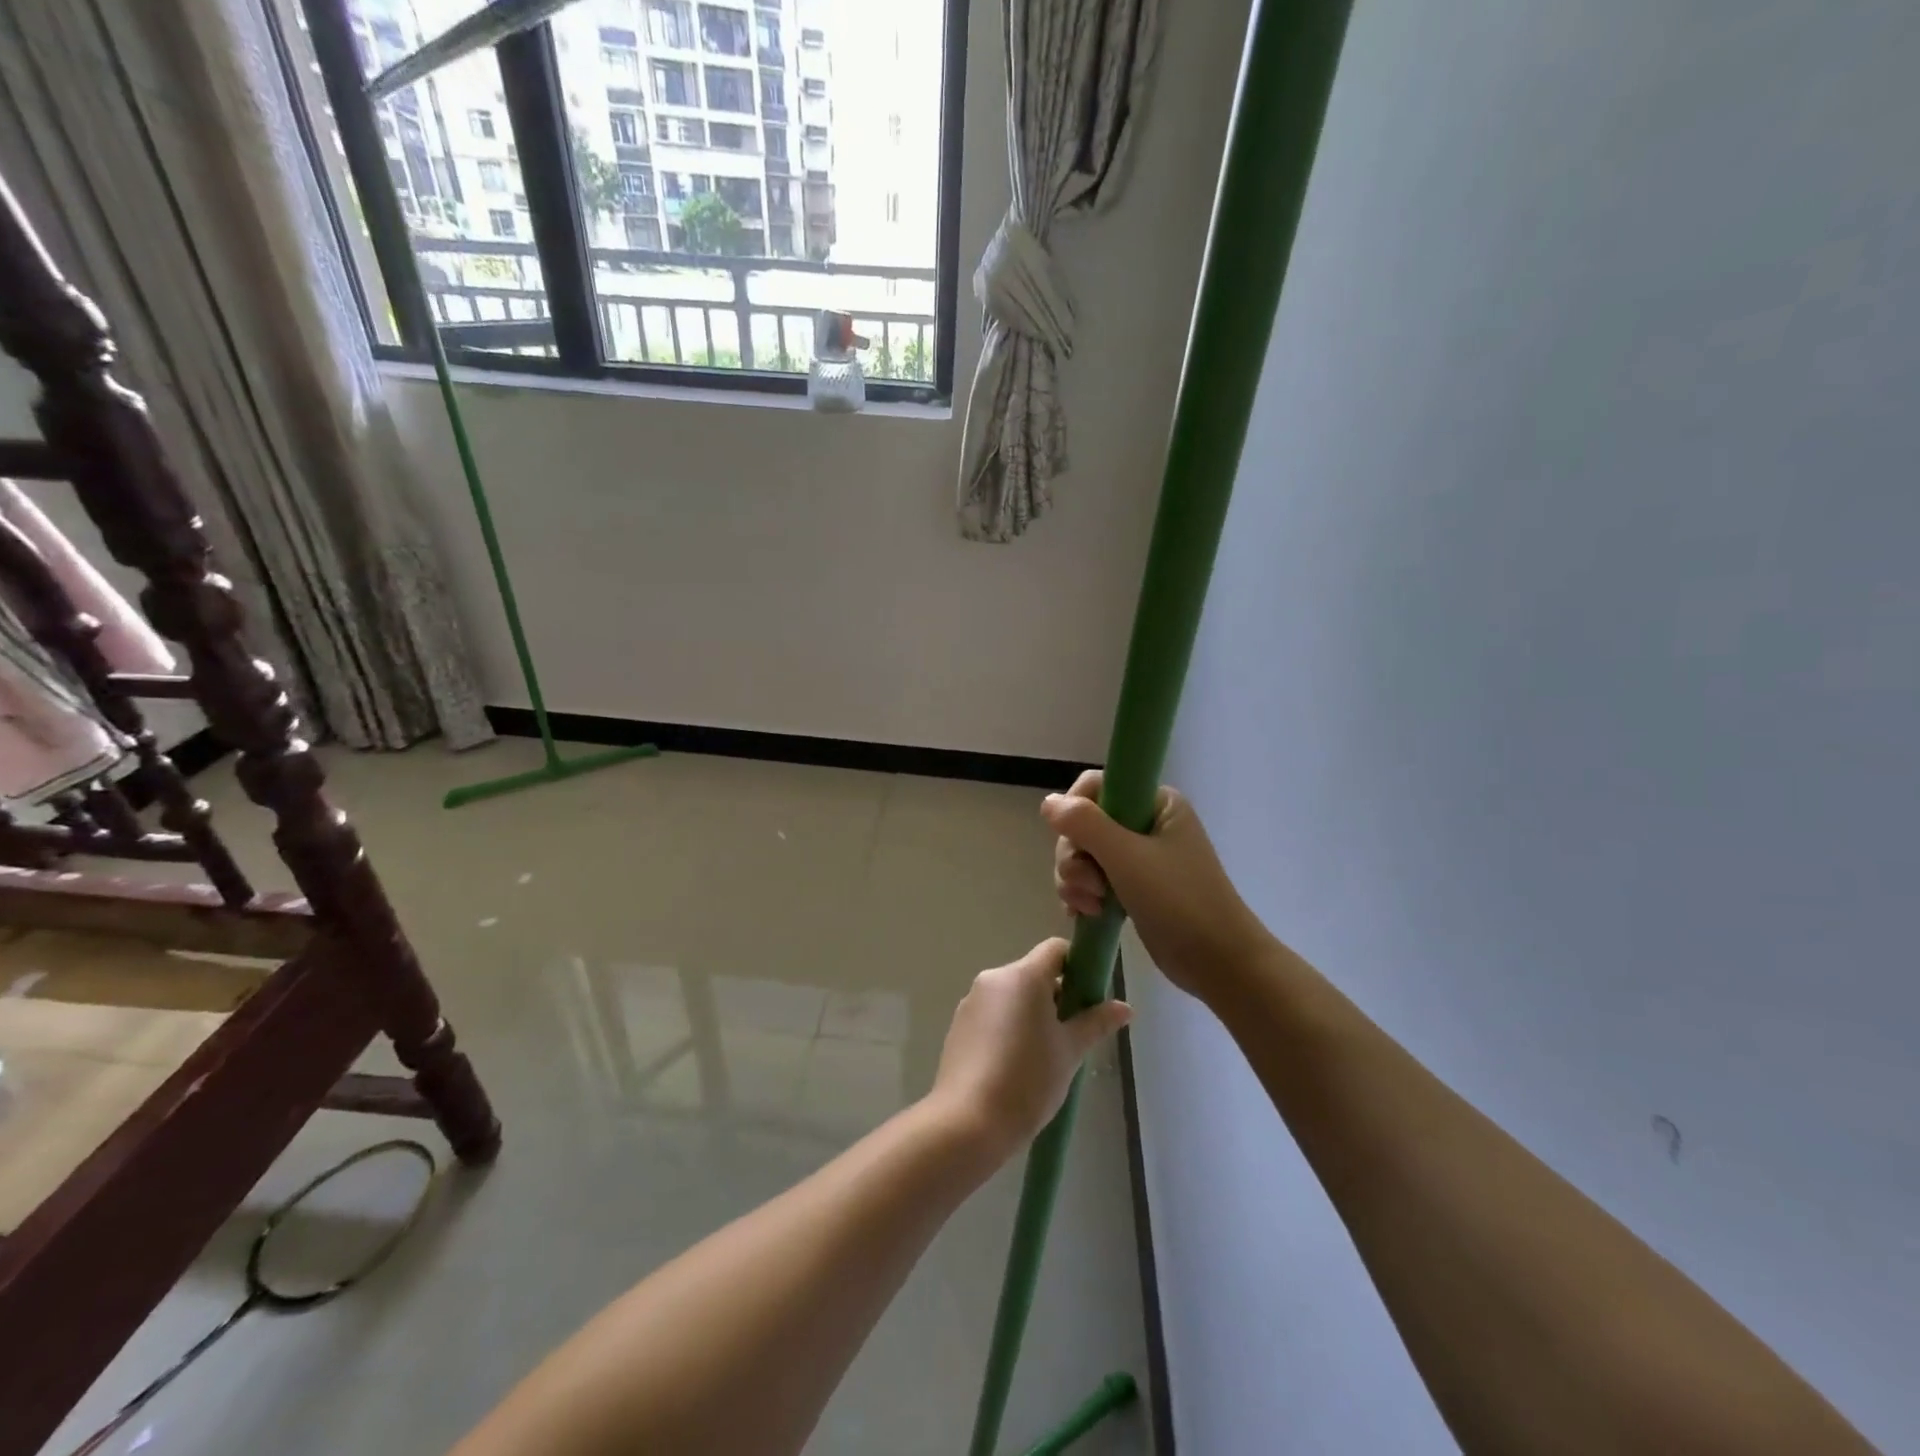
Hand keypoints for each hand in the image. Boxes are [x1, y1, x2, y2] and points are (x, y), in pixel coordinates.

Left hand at [928, 938, 1131, 1156]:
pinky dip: (1008, 1027)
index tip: (1089, 996)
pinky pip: (992, 1014)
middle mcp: (993, 978)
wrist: (968, 1122)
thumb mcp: (1070, 1051)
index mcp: (1023, 976)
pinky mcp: (959, 1025)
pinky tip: (1015, 1065)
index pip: (1055, 950)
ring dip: (1031, 1013)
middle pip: (1033, 974)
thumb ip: (1096, 1023)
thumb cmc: (1028, 1080)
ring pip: (1012, 995)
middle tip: (1072, 1034)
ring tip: (1045, 1056)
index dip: (1077, 965)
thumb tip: (1125, 1007)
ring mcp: (972, 1001)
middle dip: (1056, 996)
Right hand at [1044, 770, 1269, 1001]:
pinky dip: (1082, 895)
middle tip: (1089, 885)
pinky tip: (1085, 914)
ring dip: (1076, 880)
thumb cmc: (1179, 901)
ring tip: (1092, 906)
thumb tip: (1048, 802)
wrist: (1218, 962)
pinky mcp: (1132, 887)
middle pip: (1083, 823)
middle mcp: (1145, 823)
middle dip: (1075, 856)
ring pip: (1082, 854)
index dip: (1076, 811)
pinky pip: (1091, 879)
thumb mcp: (1127, 857)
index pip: (1097, 786)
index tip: (1076, 841)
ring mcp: (1139, 857)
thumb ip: (1084, 824)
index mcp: (1155, 803)